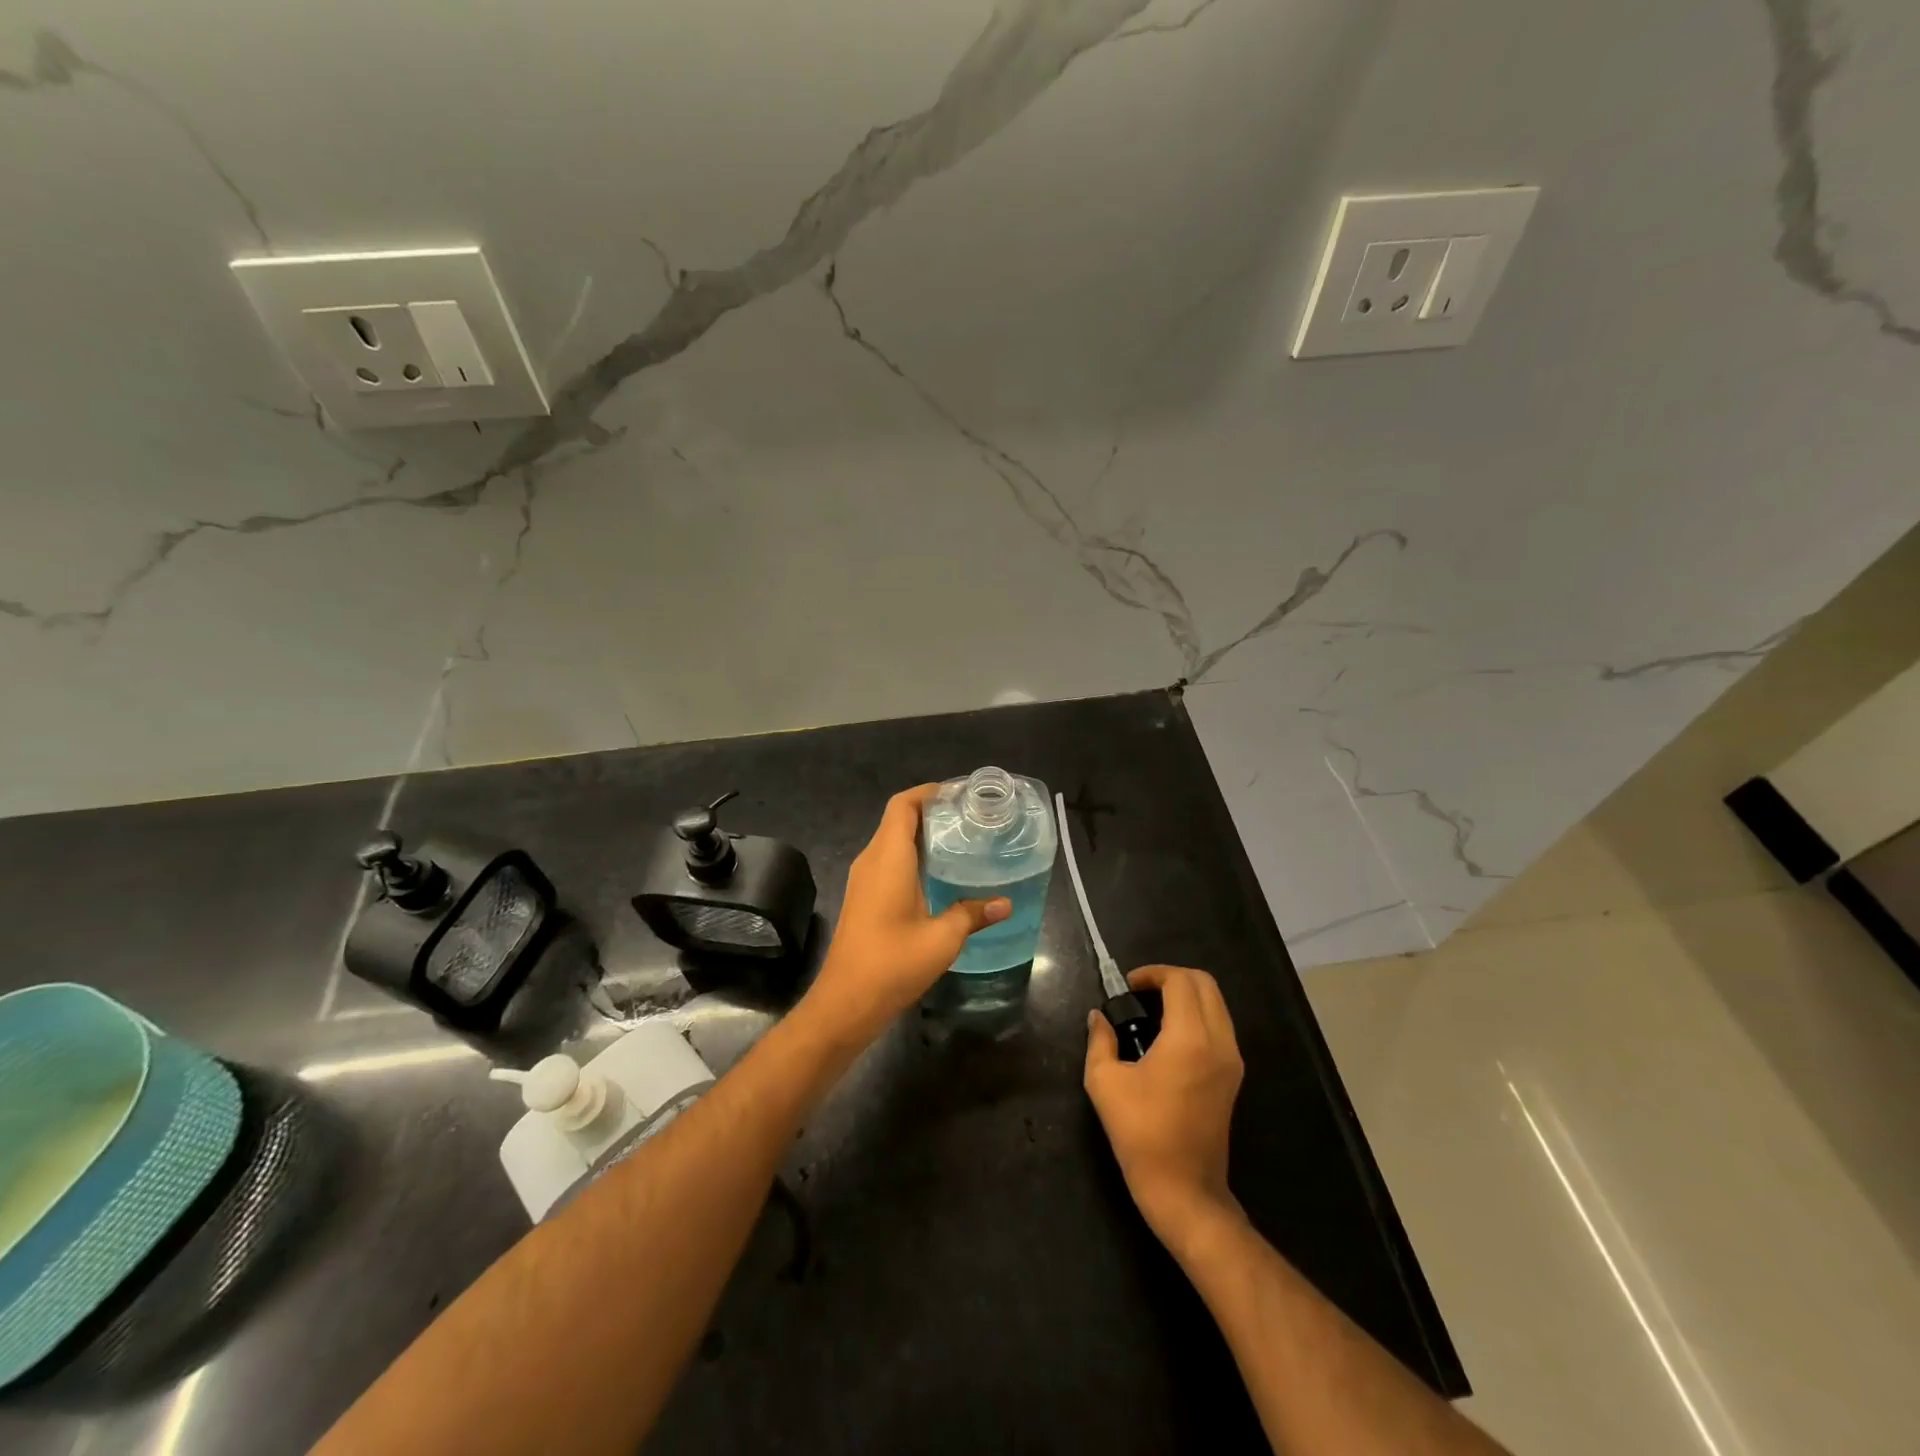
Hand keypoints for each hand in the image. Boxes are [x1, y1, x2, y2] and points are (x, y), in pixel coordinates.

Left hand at [802, 785, 1010, 1044]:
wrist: (845, 1002)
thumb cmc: (892, 964)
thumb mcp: (942, 939)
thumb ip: (972, 914)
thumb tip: (1005, 903)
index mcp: (888, 858)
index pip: (903, 805)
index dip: (929, 792)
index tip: (961, 794)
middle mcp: (872, 860)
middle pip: (898, 819)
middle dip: (932, 811)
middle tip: (971, 817)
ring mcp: (864, 879)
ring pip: (892, 840)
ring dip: (922, 834)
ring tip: (962, 839)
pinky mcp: (864, 897)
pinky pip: (889, 861)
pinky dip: (913, 855)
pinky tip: (940, 873)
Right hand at [1084, 965, 1244, 1246]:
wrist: (1184, 1189)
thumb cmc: (1141, 1133)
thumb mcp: (1105, 1082)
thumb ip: (1100, 1040)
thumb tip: (1098, 1017)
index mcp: (1190, 1038)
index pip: (1180, 981)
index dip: (1153, 973)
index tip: (1128, 986)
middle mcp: (1219, 1041)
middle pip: (1205, 984)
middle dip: (1172, 978)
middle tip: (1141, 993)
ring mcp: (1232, 1060)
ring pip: (1217, 1004)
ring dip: (1187, 996)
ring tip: (1153, 1012)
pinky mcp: (1234, 1076)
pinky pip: (1220, 1026)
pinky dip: (1197, 1016)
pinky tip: (1168, 1036)